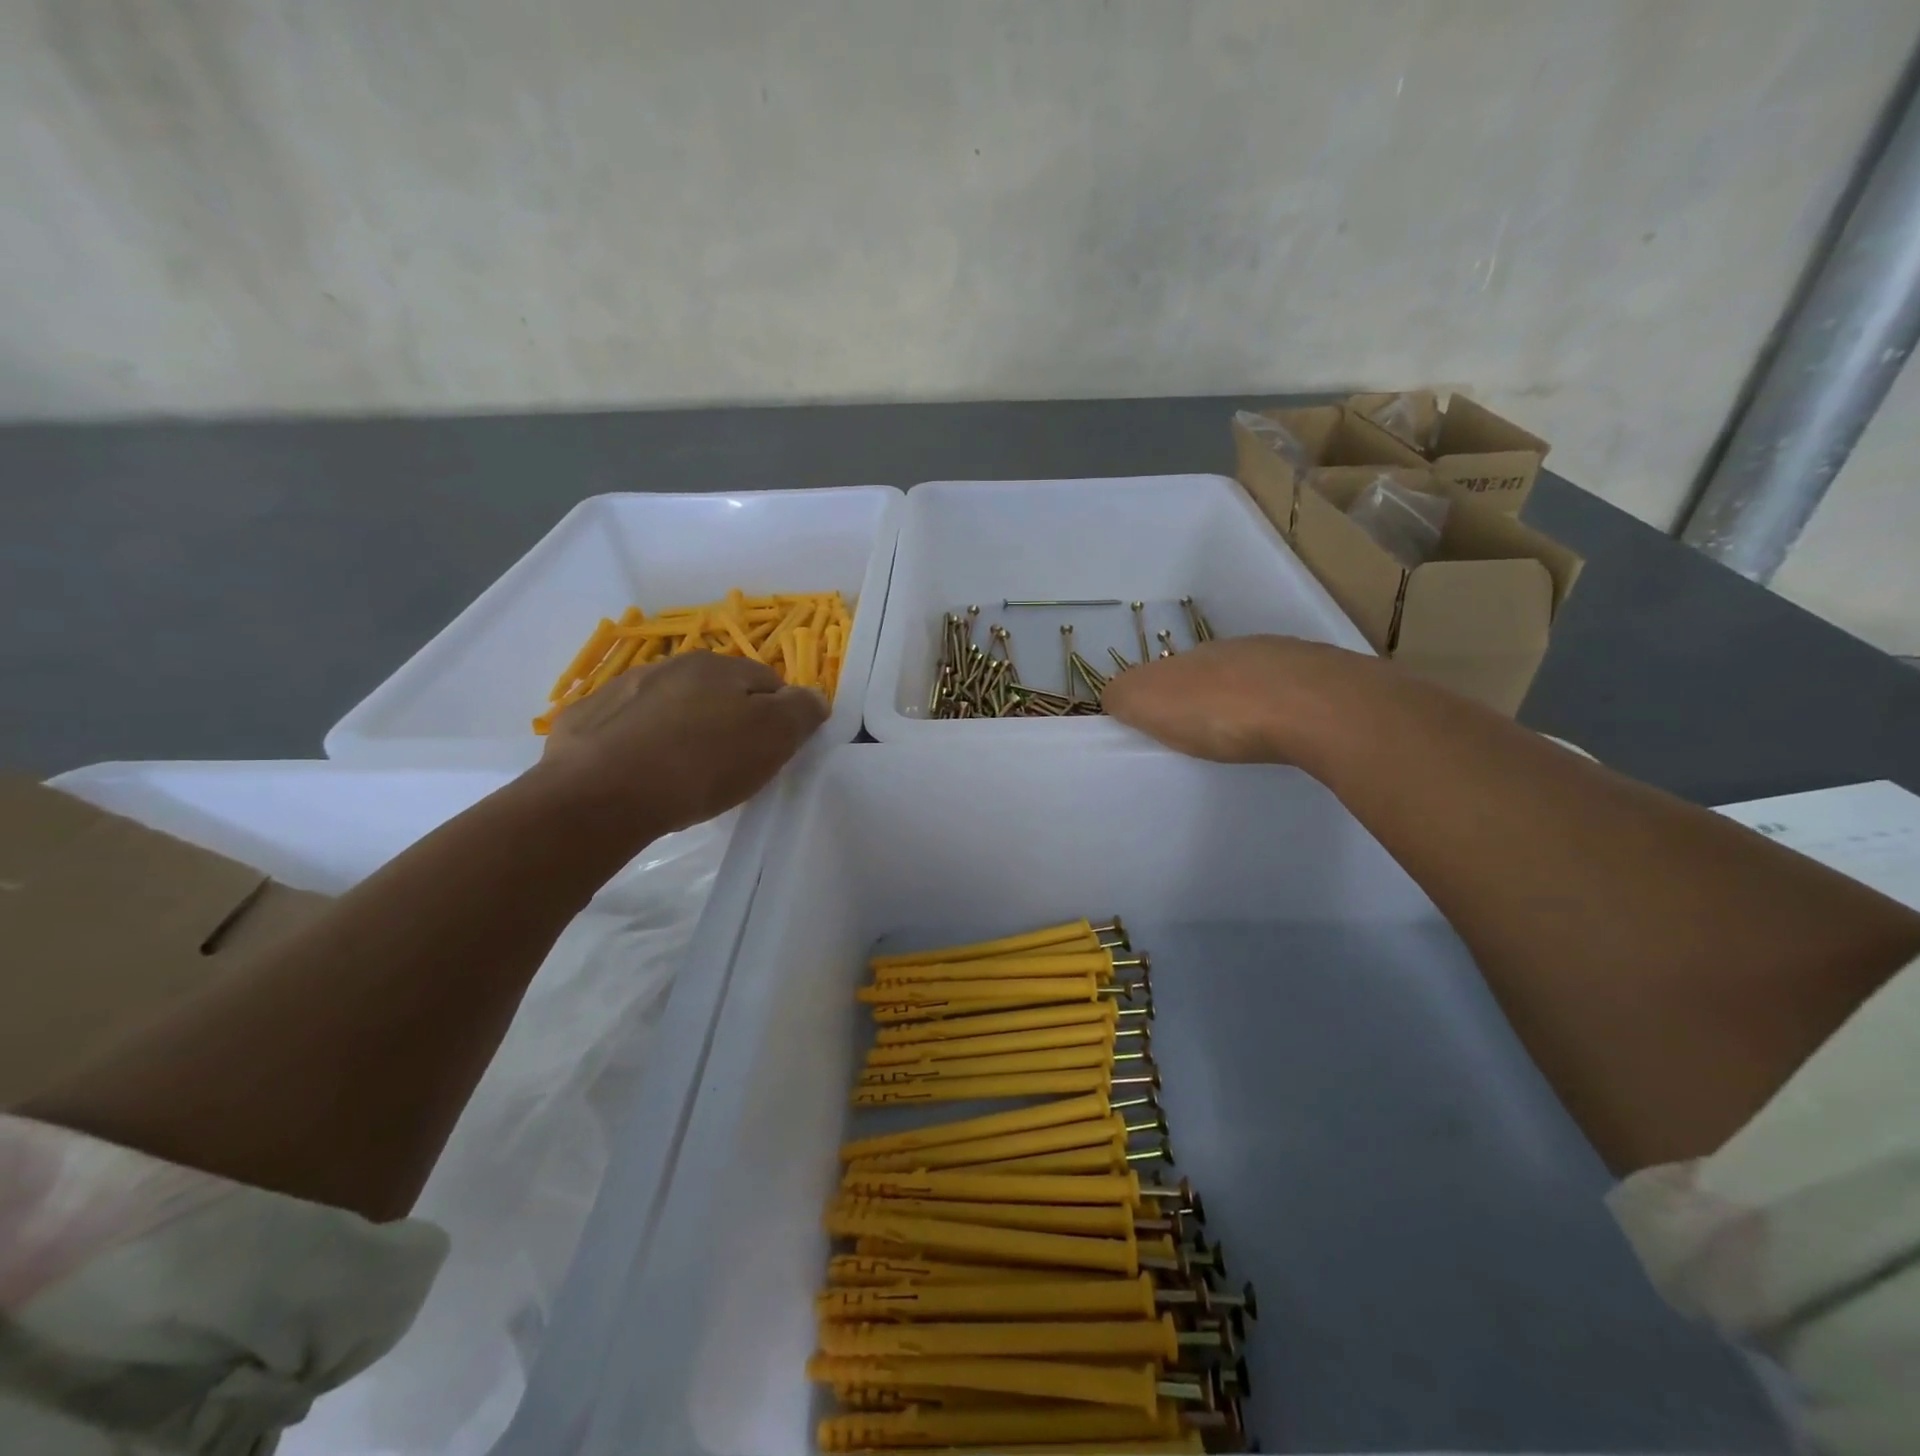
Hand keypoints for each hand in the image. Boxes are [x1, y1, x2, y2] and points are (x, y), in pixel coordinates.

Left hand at [539, 651, 828, 832]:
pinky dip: (638, 742)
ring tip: (681, 773)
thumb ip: (801, 711)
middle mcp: (671, 665)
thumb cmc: (701, 764)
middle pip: (717, 691)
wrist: (600, 794)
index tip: (771, 751)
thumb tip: (814, 696)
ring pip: (670, 705)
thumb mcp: (772, 738)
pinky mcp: (587, 720)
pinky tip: (639, 773)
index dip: (777, 716)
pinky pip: (627, 726)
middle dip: (728, 719)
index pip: (768, 682)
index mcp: (719, 667)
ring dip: (682, 728)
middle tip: (729, 765)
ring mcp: (623, 689)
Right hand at [1101, 635, 1370, 763]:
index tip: (1159, 726)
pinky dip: (1285, 711)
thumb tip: (1116, 696)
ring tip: (1247, 737)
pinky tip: (1288, 733)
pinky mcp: (1328, 680)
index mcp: (1194, 656)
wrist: (1319, 708)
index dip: (1157, 697)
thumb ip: (1123, 696)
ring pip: (1255, 680)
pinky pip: (1295, 694)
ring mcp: (1287, 660)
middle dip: (1202, 698)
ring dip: (1247, 703)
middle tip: (1201, 735)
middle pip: (1210, 673)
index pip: (1164, 671)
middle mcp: (1239, 649)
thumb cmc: (1222, 711)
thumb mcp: (1149, 703)